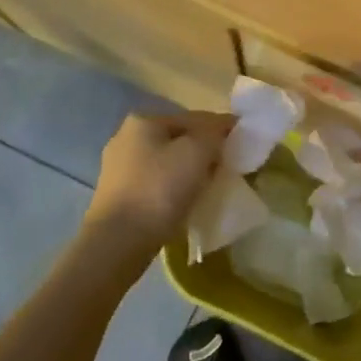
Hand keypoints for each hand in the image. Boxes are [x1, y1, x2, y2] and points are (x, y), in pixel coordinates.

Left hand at [82, 111, 233, 264]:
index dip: (222, 128)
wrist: (118, 242)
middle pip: (178, 139)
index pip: (194, 118)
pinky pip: (155, 184)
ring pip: (166, 162)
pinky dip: (172, 189)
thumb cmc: (159, 190)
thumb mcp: (197, 152)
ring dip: (188, 171)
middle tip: (227, 168)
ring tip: (208, 188)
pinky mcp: (117, 196)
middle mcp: (125, 137)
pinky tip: (184, 203)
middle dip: (203, 151)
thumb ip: (214, 134)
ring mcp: (117, 168)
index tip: (243, 144)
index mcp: (143, 120)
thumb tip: (221, 129)